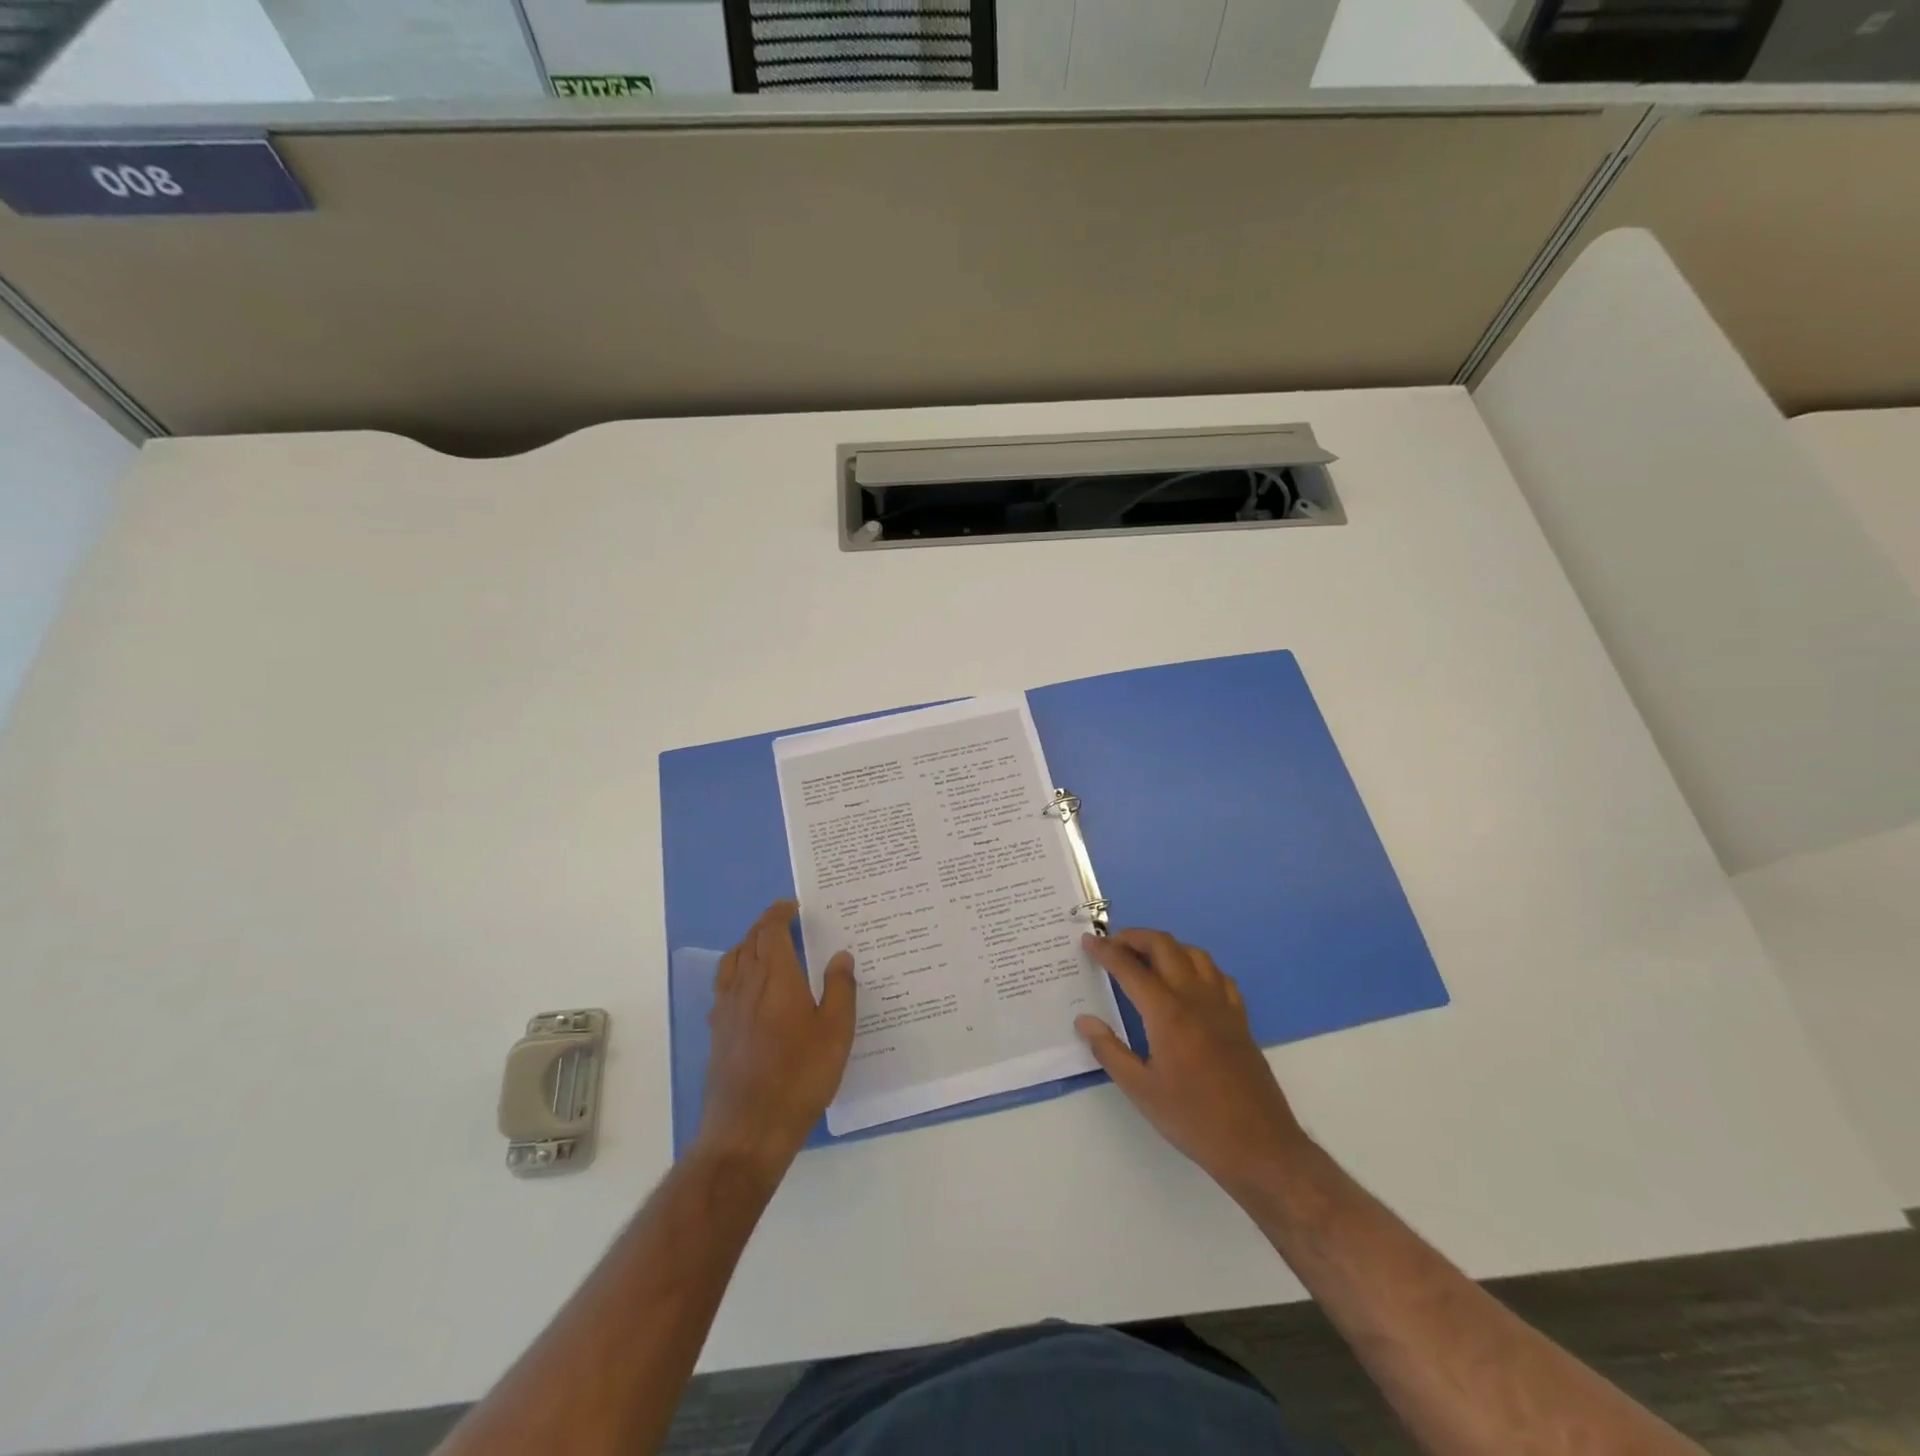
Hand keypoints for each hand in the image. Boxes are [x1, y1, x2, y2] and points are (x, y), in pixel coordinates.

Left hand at [698, 900, 855, 1178]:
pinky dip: (736, 973)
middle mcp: (745, 986)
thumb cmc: (800, 1076)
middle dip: (765, 926)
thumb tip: (840, 955)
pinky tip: (748, 990)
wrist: (747, 1130)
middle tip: (784, 922)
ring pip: (731, 962)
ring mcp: (726, 1010)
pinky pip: (724, 987)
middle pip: (748, 942)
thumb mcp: (836, 1032)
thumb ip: (840, 988)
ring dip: (747, 946)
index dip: (779, 913)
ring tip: (764, 948)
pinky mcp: (718, 1034)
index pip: (769, 931)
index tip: (792, 906)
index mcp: (775, 977)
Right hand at [1076, 928, 1309, 1195]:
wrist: (1260, 1146)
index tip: (1087, 941)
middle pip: (1164, 946)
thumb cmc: (1195, 1120)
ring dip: (1166, 946)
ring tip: (1146, 958)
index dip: (1105, 951)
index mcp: (1167, 1013)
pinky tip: (1188, 981)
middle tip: (1112, 944)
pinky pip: (1217, 975)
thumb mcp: (1142, 1092)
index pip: (1130, 968)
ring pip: (1194, 953)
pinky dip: (1196, 965)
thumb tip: (1084, 1021)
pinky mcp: (1240, 1018)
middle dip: (1135, 937)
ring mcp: (1222, 1005)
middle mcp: (1195, 998)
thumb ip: (1110, 1051)